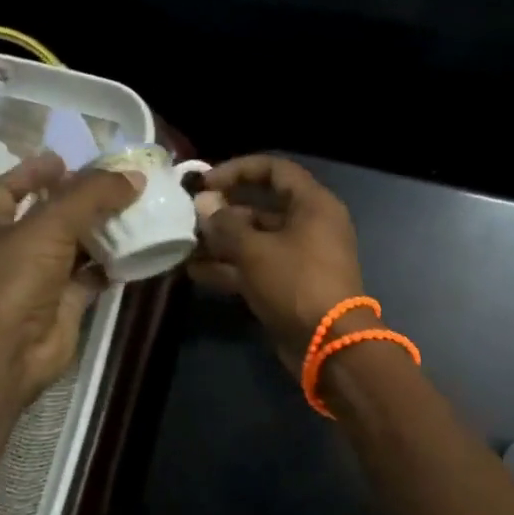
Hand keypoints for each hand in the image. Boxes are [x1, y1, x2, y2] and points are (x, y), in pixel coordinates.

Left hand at [0, 152, 141, 400]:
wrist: (8, 349)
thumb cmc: (15, 277)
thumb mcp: (50, 224)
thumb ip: (91, 196)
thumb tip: (134, 177)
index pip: (8, 188)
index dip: (33, 172)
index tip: (65, 160)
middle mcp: (14, 249)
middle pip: (48, 216)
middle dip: (78, 201)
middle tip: (113, 185)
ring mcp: (39, 279)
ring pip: (74, 248)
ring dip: (99, 232)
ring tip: (132, 212)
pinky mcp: (64, 304)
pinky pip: (91, 278)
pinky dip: (111, 266)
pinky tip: (135, 252)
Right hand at [188, 155, 365, 360]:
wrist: (328, 344)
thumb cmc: (295, 283)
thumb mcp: (255, 250)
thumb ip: (225, 225)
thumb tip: (203, 204)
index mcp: (313, 205)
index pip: (275, 170)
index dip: (238, 170)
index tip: (205, 182)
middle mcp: (310, 226)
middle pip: (262, 208)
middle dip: (224, 212)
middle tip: (189, 218)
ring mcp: (300, 258)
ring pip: (256, 241)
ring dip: (222, 243)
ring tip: (185, 245)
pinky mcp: (290, 286)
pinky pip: (257, 267)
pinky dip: (230, 268)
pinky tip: (194, 272)